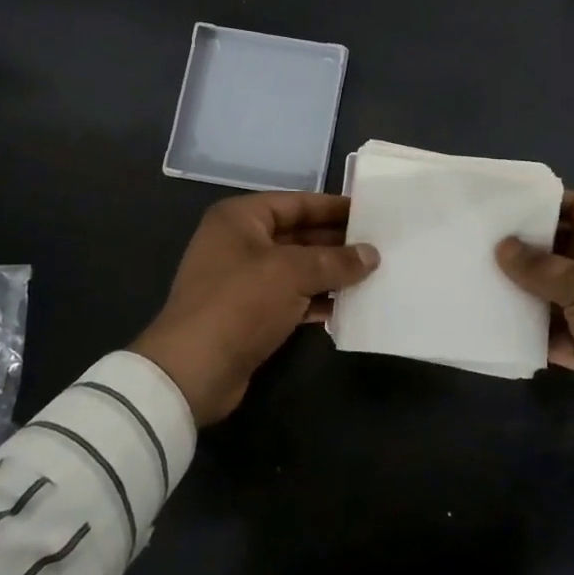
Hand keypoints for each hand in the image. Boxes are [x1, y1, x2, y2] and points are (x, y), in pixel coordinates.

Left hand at [133, 193, 378, 424]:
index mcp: (240, 219)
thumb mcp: (292, 273)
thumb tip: (372, 255)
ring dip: (332, 273)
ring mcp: (245, 280)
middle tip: (380, 245)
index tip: (370, 211)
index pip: (296, 202)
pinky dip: (318, 300)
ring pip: (298, 268)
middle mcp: (240, 243)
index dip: (333, 207)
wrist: (193, 371)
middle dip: (337, 242)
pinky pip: (293, 298)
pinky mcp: (251, 315)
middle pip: (298, 234)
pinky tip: (351, 306)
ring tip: (374, 274)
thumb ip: (336, 261)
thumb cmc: (240, 303)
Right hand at [497, 191, 573, 458]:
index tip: (505, 204)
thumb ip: (541, 267)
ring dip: (525, 290)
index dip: (547, 203)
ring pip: (555, 292)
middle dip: (527, 249)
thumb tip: (502, 246)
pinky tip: (496, 321)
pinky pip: (554, 330)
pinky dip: (531, 329)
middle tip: (482, 241)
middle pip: (564, 251)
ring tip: (480, 277)